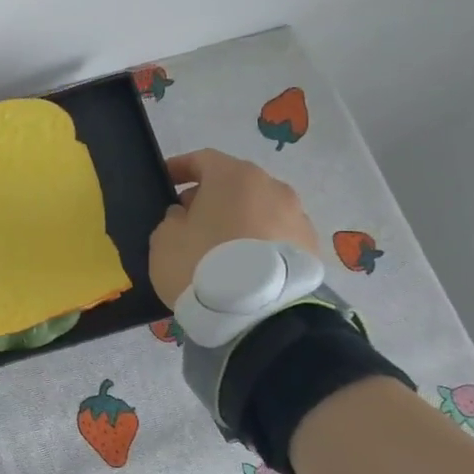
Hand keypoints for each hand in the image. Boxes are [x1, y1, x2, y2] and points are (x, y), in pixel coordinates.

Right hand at [148, 149, 318, 307]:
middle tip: (188, 220)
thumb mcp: (164, 240)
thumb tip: (186, 216)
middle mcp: (272, 187)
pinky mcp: (310, 248)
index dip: (180, 168)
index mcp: (234, 176)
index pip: (202, 159)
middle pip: (234, 184)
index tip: (164, 180)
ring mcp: (297, 216)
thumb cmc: (202, 264)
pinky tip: (243, 265)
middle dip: (210, 197)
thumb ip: (172, 219)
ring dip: (237, 221)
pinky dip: (257, 243)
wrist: (259, 313)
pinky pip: (275, 236)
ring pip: (258, 210)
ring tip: (218, 248)